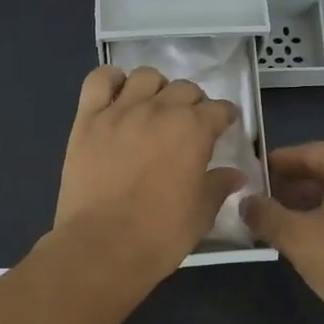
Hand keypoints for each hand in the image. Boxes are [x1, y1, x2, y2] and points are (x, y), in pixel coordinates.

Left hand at [54, 64, 246, 277]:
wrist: (103, 246)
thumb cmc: (160, 234)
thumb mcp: (201, 214)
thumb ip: (219, 186)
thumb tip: (236, 174)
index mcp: (193, 130)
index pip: (219, 109)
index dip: (225, 118)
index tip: (224, 127)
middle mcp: (159, 110)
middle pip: (184, 88)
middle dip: (193, 103)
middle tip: (189, 124)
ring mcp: (120, 111)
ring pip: (146, 77)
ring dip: (157, 88)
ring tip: (154, 108)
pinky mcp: (87, 120)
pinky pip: (99, 81)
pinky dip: (112, 81)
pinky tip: (117, 96)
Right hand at [242, 142, 323, 323]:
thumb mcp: (297, 238)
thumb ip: (265, 214)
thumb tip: (244, 202)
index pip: (310, 153)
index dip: (279, 163)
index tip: (255, 174)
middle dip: (297, 184)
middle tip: (266, 201)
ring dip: (317, 201)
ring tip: (286, 220)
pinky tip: (319, 234)